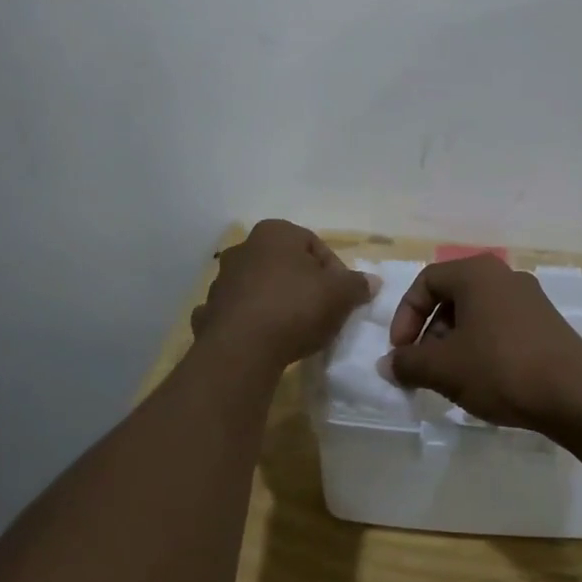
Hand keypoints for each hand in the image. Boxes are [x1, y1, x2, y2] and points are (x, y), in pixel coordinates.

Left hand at [191, 220, 375, 369]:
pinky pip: (239, 313)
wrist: (242, 349)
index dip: (335, 271)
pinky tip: (264, 340)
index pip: (315, 245)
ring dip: (277, 302)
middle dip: (305, 285)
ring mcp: (222, 280)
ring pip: (261, 287)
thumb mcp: (340, 294)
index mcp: (276, 232)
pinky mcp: (210, 311)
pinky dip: (251, 322)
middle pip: (286, 265)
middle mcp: (244, 248)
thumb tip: (371, 282)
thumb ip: (357, 284)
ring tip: (295, 330)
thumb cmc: (296, 307)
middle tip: (322, 312)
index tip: (343, 297)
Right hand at [386, 255, 581, 432]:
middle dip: (430, 333)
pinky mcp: (546, 323)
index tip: (401, 352)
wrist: (576, 395)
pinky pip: (500, 326)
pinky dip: (481, 347)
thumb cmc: (500, 368)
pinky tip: (483, 381)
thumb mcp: (444, 369)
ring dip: (454, 343)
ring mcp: (529, 298)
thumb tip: (387, 365)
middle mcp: (503, 276)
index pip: (426, 282)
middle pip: (451, 297)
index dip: (405, 317)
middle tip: (424, 368)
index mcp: (476, 273)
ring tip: (451, 379)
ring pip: (476, 314)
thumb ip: (408, 363)